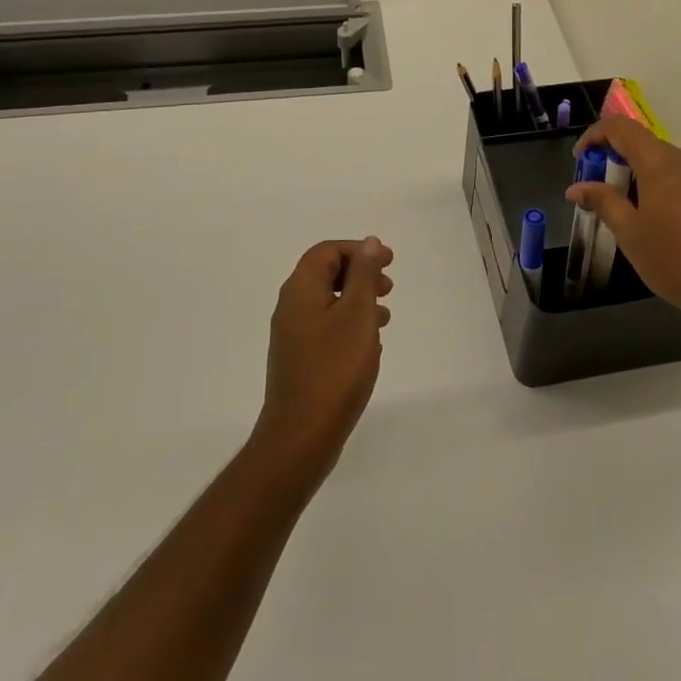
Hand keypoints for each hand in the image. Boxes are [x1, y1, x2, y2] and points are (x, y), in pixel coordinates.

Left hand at [250, 237, 393, 489]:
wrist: (301, 437)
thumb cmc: (334, 369)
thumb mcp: (357, 315)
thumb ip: (364, 275)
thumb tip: (369, 242)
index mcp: (300, 290)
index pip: (326, 251)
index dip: (358, 250)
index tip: (389, 262)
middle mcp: (291, 307)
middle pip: (326, 274)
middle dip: (359, 275)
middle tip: (388, 288)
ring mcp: (293, 336)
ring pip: (328, 303)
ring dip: (358, 302)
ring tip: (385, 318)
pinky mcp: (299, 360)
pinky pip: (327, 329)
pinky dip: (350, 326)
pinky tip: (369, 346)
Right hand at [568, 118, 680, 347]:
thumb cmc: (676, 259)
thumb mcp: (630, 232)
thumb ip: (603, 201)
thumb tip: (577, 187)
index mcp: (660, 162)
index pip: (621, 128)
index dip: (595, 135)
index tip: (580, 158)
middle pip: (643, 145)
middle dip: (615, 160)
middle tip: (598, 191)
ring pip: (663, 165)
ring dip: (638, 177)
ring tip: (625, 213)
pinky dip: (659, 190)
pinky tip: (658, 227)